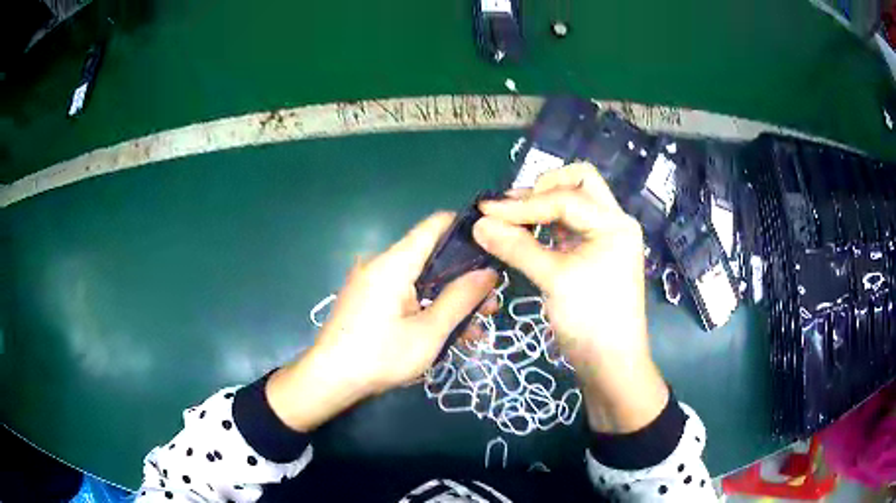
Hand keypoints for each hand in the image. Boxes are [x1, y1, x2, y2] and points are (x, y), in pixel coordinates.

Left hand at [267, 213, 496, 431]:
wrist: (329, 380)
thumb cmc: (379, 357)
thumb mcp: (429, 333)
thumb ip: (461, 299)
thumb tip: (489, 272)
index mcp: (394, 263)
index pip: (435, 225)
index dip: (466, 231)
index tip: (493, 250)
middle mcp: (382, 264)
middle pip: (432, 256)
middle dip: (465, 277)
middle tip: (492, 301)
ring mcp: (374, 282)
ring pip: (422, 280)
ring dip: (450, 298)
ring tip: (478, 325)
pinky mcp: (370, 299)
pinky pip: (407, 294)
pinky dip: (428, 307)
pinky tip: (450, 332)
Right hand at [472, 164, 667, 432]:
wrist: (611, 365)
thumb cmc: (592, 321)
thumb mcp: (555, 280)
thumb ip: (517, 247)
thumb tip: (478, 223)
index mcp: (613, 223)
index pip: (565, 198)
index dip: (524, 204)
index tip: (485, 211)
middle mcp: (611, 223)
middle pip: (579, 184)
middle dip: (543, 188)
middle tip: (510, 207)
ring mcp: (602, 239)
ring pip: (571, 203)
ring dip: (541, 205)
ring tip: (508, 217)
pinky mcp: (590, 255)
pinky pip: (566, 227)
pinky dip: (543, 225)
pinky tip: (522, 233)